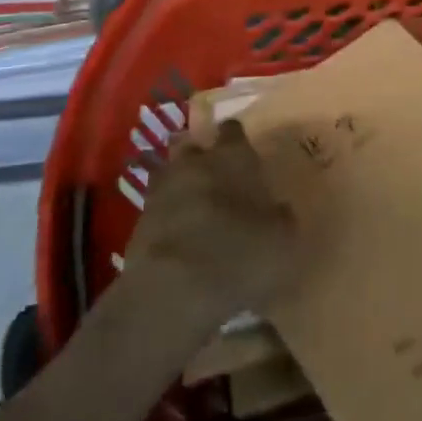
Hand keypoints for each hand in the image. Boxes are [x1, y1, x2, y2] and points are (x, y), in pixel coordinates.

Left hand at [123, 120, 300, 321]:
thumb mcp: (282, 239)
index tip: (245, 152)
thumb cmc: (239, 254)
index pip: (233, 130)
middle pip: (193, 145)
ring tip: (194, 203)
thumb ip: (281, 217)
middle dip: (202, 156)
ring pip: (170, 173)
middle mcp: (195, 163)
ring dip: (180, 184)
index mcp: (233, 157)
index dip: (238, 139)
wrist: (173, 289)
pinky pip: (157, 208)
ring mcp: (162, 190)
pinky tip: (179, 233)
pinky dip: (167, 215)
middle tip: (217, 175)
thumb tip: (278, 209)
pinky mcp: (139, 222)